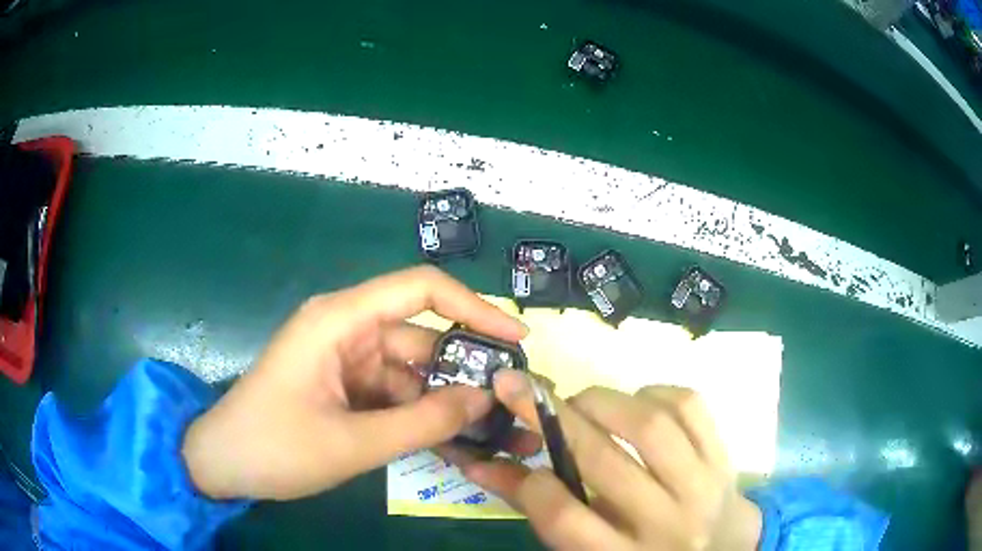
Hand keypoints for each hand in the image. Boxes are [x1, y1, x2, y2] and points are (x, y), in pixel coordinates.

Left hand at [181, 266, 528, 500]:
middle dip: (464, 368)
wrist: (223, 464)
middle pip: (421, 336)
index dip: (474, 308)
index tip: (516, 339)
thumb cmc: (275, 447)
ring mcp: (344, 359)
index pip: (420, 289)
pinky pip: (392, 392)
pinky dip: (419, 413)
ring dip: (443, 398)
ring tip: (488, 428)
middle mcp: (346, 329)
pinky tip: (447, 438)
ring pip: (410, 370)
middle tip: (510, 401)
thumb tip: (484, 400)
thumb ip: (423, 423)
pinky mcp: (342, 385)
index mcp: (340, 321)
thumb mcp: (352, 443)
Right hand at [461, 371, 761, 550]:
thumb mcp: (591, 547)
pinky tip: (638, 401)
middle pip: (605, 463)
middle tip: (523, 389)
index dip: (531, 483)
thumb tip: (481, 465)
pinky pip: (689, 406)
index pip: (566, 520)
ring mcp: (701, 485)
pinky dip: (654, 392)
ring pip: (650, 427)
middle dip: (553, 416)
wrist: (723, 547)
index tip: (516, 455)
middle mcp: (665, 524)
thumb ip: (538, 508)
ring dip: (603, 401)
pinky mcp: (723, 454)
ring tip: (583, 403)